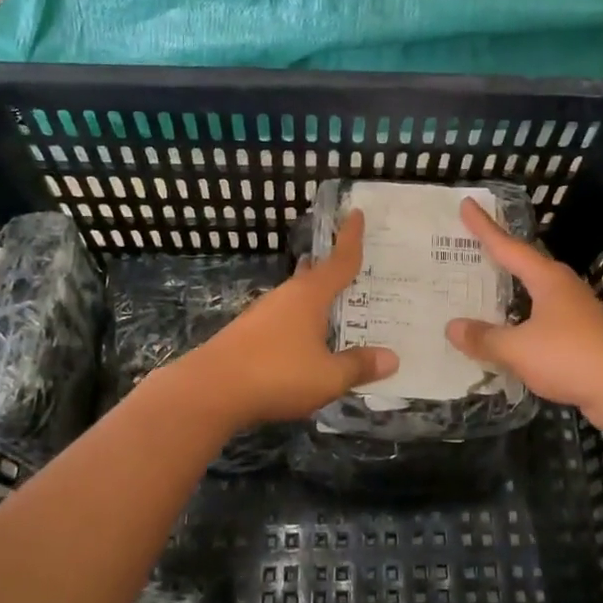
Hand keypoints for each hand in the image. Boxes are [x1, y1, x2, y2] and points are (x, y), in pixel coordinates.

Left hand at [176, 210, 397, 431]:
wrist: (210, 390)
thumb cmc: (277, 374)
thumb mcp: (328, 376)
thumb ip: (359, 366)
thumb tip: (392, 358)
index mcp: (310, 295)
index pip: (339, 260)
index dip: (351, 237)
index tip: (356, 212)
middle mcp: (287, 296)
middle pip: (316, 275)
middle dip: (334, 270)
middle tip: (358, 268)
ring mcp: (263, 313)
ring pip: (299, 298)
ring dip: (317, 299)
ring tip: (338, 307)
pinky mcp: (248, 334)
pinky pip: (286, 319)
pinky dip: (302, 321)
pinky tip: (307, 340)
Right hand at [446, 197, 602, 421]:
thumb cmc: (572, 356)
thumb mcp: (519, 348)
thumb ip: (485, 338)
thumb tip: (452, 327)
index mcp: (547, 279)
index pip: (508, 246)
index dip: (485, 227)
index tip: (467, 204)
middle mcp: (562, 289)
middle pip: (524, 265)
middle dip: (498, 256)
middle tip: (470, 245)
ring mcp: (576, 314)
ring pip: (534, 295)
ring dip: (510, 292)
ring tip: (484, 289)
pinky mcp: (582, 339)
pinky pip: (541, 322)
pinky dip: (520, 322)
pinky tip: (509, 333)